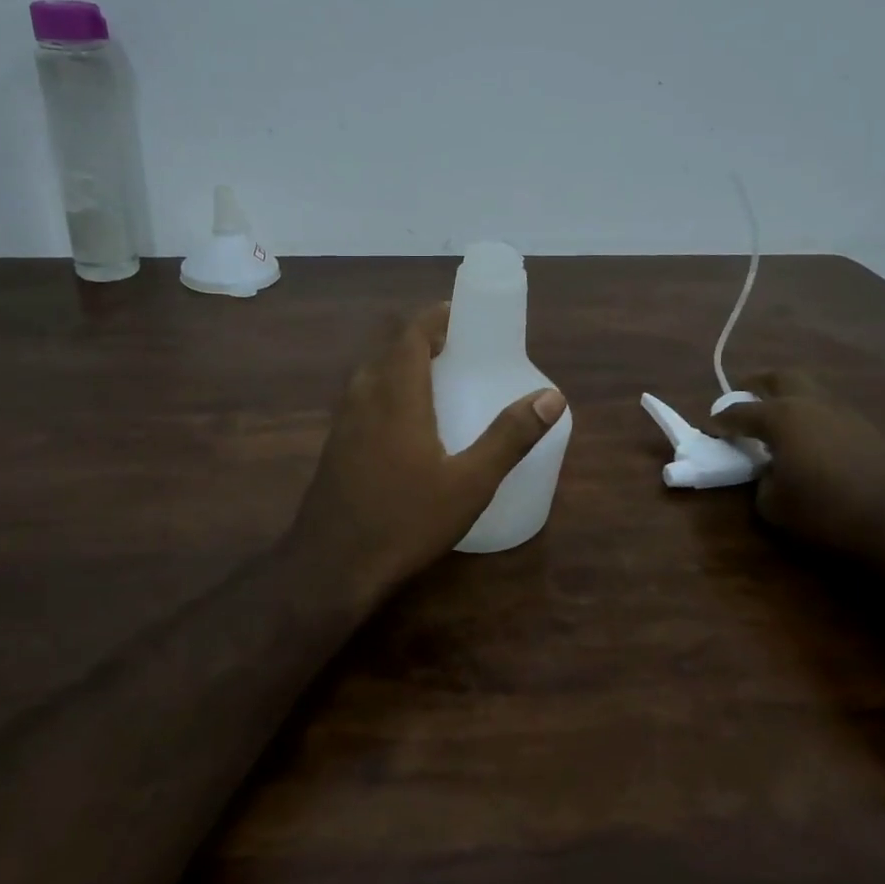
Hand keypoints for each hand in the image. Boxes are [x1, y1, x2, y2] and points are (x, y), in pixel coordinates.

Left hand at [286, 303, 567, 609]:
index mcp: (396, 394)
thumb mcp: (470, 483)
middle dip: (420, 339)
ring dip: (400, 365)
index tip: (461, 317)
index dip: (435, 318)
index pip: (410, 334)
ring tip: (436, 381)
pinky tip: (405, 426)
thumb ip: (510, 437)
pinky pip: (361, 400)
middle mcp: (364, 397)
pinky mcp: (334, 446)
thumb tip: (551, 396)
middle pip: (388, 348)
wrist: (332, 566)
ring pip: (371, 374)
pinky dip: (386, 392)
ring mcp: (343, 422)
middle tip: (457, 350)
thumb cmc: (406, 520)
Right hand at [707, 370, 884, 567]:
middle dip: (758, 384)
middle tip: (744, 397)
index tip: (711, 428)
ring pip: (811, 393)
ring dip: (790, 401)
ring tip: (777, 424)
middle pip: (781, 378)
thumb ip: (762, 481)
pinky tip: (810, 444)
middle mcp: (813, 404)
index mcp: (782, 417)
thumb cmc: (826, 511)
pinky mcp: (869, 431)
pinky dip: (813, 419)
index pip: (740, 411)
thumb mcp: (774, 505)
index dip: (721, 420)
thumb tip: (769, 472)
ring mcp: (845, 414)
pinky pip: (830, 413)